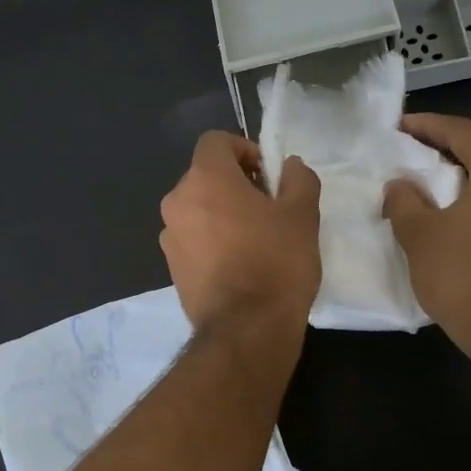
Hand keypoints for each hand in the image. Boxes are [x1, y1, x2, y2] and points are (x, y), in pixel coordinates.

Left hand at [159, 132, 320, 332]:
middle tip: (268, 207)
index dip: (243, 149)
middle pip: (204, 176)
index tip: (267, 174)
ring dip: (222, 212)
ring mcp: (168, 236)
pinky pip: (192, 238)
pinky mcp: (170, 267)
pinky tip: (238, 263)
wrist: (245, 329)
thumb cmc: (275, 262)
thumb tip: (289, 165)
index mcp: (204, 179)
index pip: (215, 141)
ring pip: (197, 208)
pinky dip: (211, 239)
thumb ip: (297, 179)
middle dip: (235, 183)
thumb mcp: (302, 214)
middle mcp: (176, 201)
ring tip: (255, 238)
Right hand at [383, 114, 470, 359]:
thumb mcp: (418, 234)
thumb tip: (401, 184)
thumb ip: (404, 200)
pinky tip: (466, 209)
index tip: (400, 126)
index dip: (427, 126)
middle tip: (416, 151)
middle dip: (451, 147)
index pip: (462, 132)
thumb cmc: (462, 275)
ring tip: (438, 180)